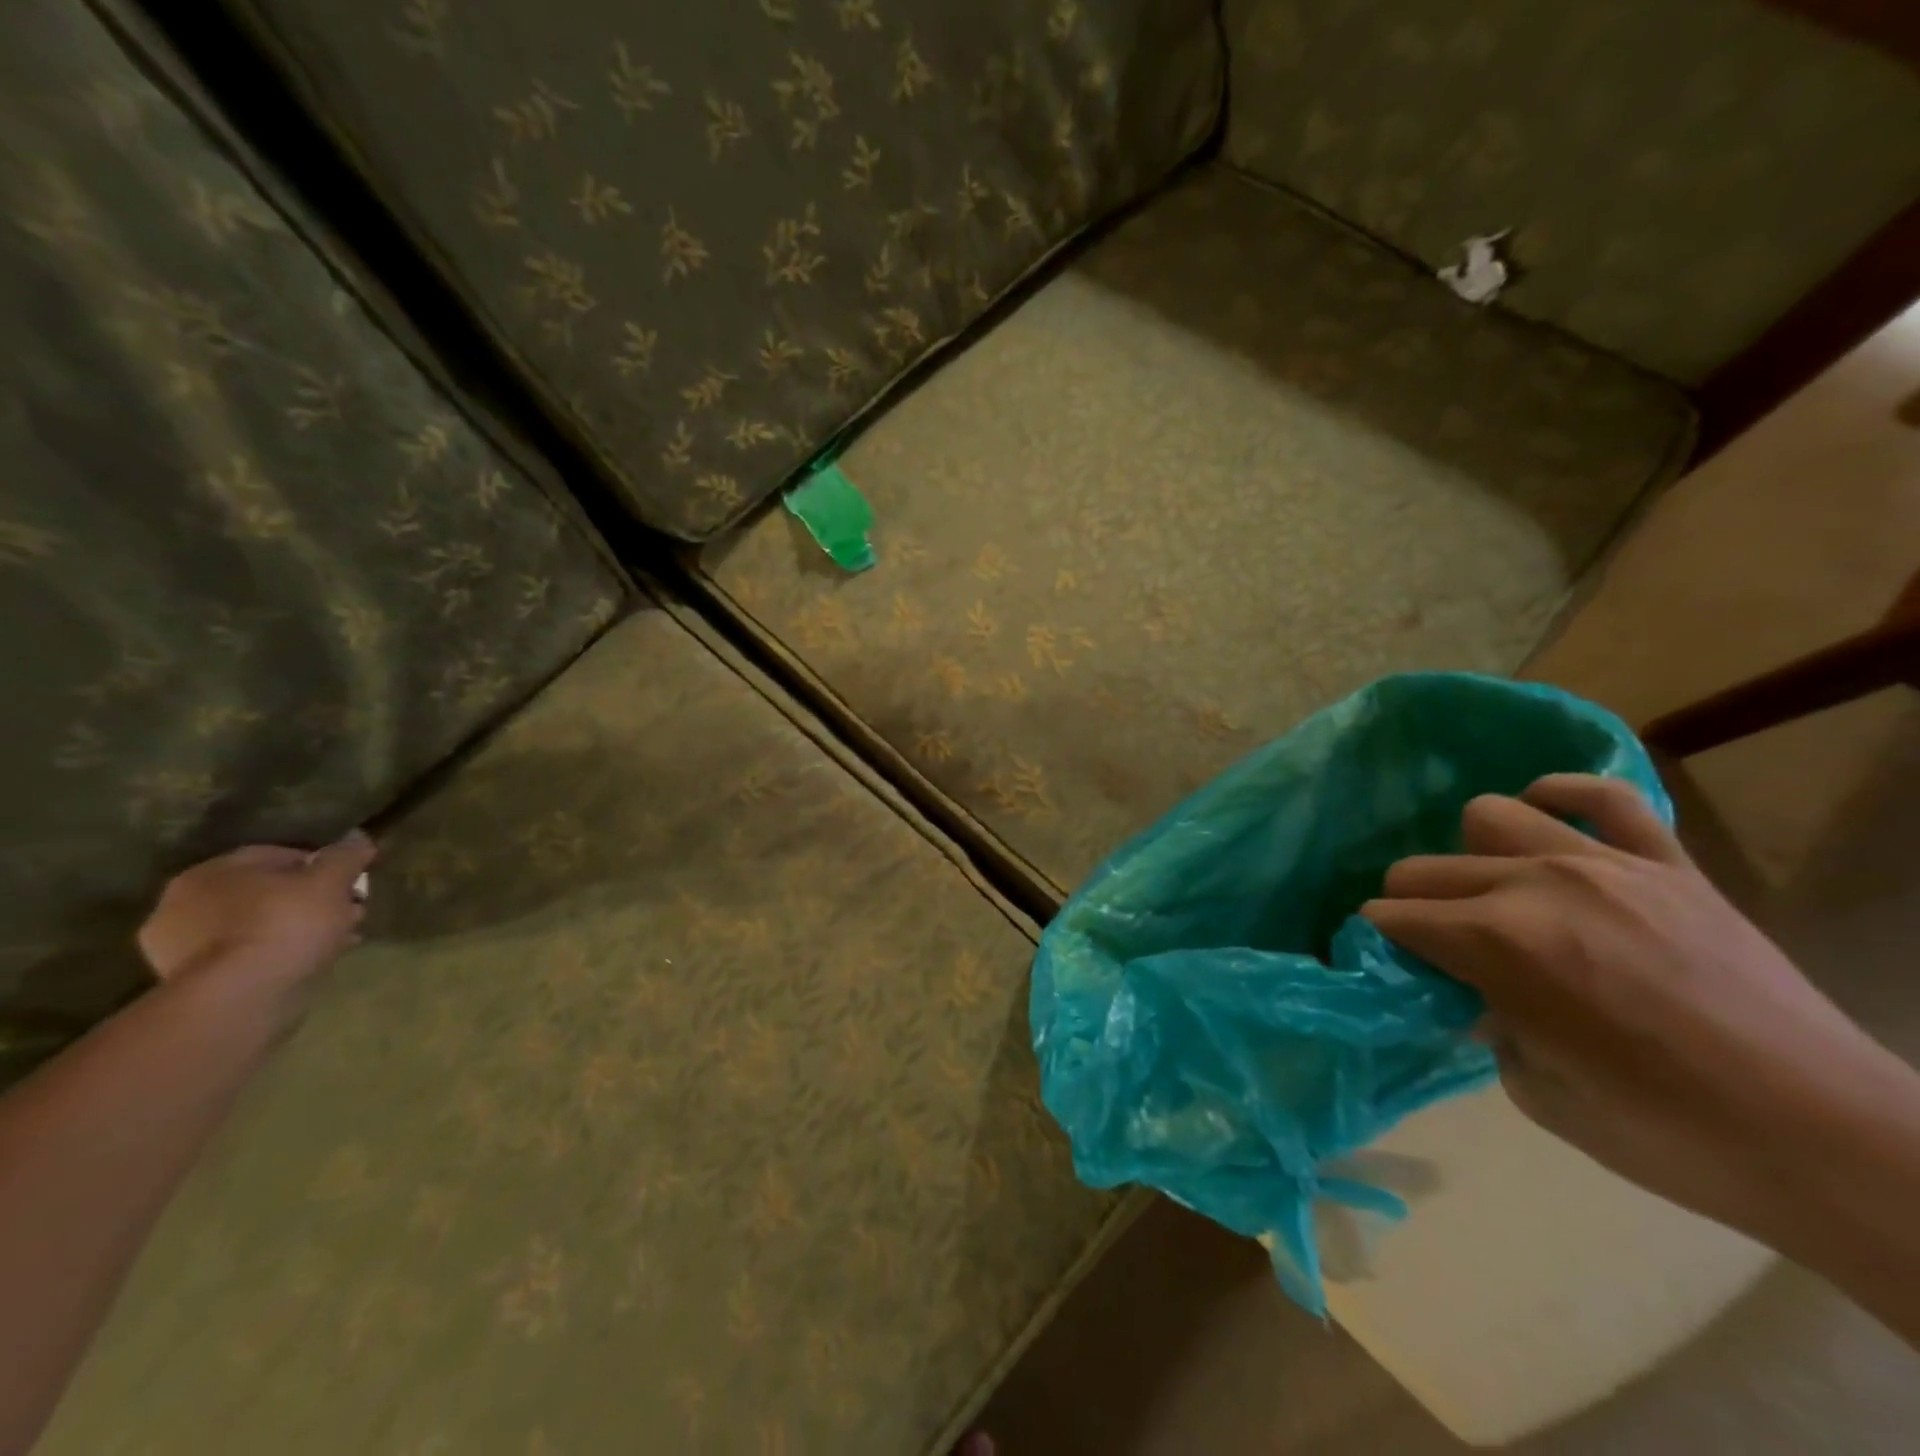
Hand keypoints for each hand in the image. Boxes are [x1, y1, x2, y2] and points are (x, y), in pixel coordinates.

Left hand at [136, 832, 376, 990]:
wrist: (240, 997)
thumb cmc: (285, 924)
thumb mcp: (331, 880)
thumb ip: (346, 855)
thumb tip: (358, 837)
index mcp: (211, 872)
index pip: (277, 855)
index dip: (322, 865)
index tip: (352, 881)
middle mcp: (183, 904)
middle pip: (265, 892)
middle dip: (311, 899)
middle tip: (350, 910)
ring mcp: (179, 948)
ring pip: (257, 925)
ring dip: (297, 928)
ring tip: (338, 938)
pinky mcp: (191, 983)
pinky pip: (247, 956)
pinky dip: (278, 954)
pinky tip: (310, 961)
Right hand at [1361, 775, 1903, 1250]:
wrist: (1829, 1140)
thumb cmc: (1666, 1132)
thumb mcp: (1535, 1089)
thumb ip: (1486, 1020)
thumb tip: (1475, 989)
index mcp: (1495, 944)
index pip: (1392, 917)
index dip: (1381, 942)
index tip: (1392, 964)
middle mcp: (1535, 886)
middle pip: (1424, 868)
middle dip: (1410, 905)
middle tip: (1438, 944)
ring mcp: (1605, 865)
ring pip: (1491, 814)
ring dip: (1475, 856)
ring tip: (1500, 892)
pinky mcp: (1669, 865)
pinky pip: (1605, 796)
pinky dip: (1564, 798)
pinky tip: (1552, 821)